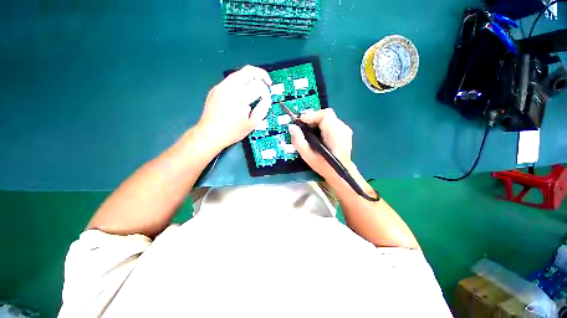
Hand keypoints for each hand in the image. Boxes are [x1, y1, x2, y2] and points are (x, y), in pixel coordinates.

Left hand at [197, 65, 272, 149]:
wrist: (210, 134)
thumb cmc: (232, 131)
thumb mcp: (252, 124)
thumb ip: (262, 109)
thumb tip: (266, 101)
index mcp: (240, 96)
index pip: (259, 86)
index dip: (267, 94)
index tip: (267, 102)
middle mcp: (230, 87)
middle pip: (249, 70)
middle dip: (262, 75)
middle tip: (268, 83)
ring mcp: (221, 86)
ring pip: (239, 72)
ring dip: (251, 77)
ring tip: (257, 87)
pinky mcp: (216, 88)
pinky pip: (231, 79)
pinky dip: (241, 82)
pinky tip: (243, 92)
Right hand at [288, 109, 353, 179]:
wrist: (340, 174)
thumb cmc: (323, 166)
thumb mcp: (307, 155)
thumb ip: (298, 141)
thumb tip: (292, 127)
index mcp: (335, 133)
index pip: (325, 115)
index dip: (311, 116)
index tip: (300, 122)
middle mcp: (342, 129)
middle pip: (326, 115)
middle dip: (313, 119)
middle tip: (303, 128)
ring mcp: (345, 130)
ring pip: (328, 118)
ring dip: (317, 122)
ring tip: (309, 132)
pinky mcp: (345, 132)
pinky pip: (331, 123)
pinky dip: (322, 126)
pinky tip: (317, 135)